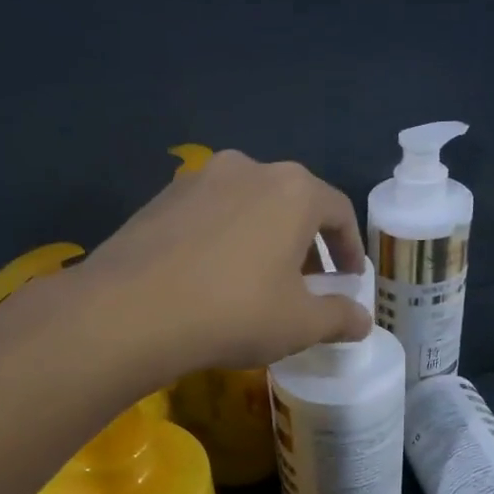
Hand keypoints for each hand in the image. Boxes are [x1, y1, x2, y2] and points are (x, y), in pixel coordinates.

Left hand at [80, 150, 371, 372]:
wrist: (131, 312)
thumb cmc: (235, 312)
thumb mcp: (299, 324)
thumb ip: (339, 317)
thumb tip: (363, 320)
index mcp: (293, 190)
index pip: (339, 211)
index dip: (350, 248)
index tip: (350, 279)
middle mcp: (248, 169)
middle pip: (292, 204)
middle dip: (306, 244)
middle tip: (308, 285)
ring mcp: (198, 179)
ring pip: (248, 207)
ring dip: (264, 239)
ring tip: (259, 282)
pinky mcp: (160, 199)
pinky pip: (209, 217)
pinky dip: (224, 241)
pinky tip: (213, 279)